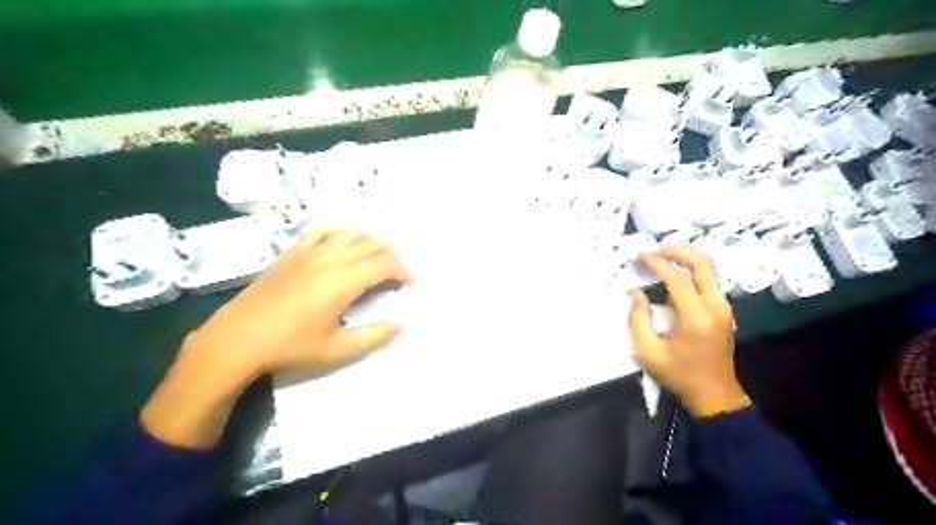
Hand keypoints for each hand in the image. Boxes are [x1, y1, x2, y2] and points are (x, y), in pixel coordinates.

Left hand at [139, 230, 412, 446]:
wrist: (237, 340)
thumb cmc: (290, 347)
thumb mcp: (337, 349)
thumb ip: (374, 335)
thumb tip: (401, 324)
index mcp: (344, 281)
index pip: (385, 264)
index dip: (403, 271)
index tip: (409, 284)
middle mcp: (331, 258)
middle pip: (372, 244)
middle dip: (392, 256)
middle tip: (396, 275)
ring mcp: (309, 252)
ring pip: (350, 233)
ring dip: (370, 242)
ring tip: (374, 259)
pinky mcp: (292, 252)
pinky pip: (322, 232)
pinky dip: (339, 234)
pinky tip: (340, 246)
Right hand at [628, 244, 750, 417]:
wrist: (715, 395)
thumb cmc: (678, 374)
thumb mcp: (648, 352)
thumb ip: (637, 319)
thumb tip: (635, 293)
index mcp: (696, 317)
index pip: (678, 279)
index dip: (658, 264)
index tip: (640, 256)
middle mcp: (715, 307)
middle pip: (702, 264)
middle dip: (678, 251)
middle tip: (655, 249)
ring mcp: (723, 308)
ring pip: (708, 270)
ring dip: (685, 259)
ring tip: (661, 258)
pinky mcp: (723, 311)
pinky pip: (708, 281)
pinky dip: (690, 272)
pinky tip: (673, 276)